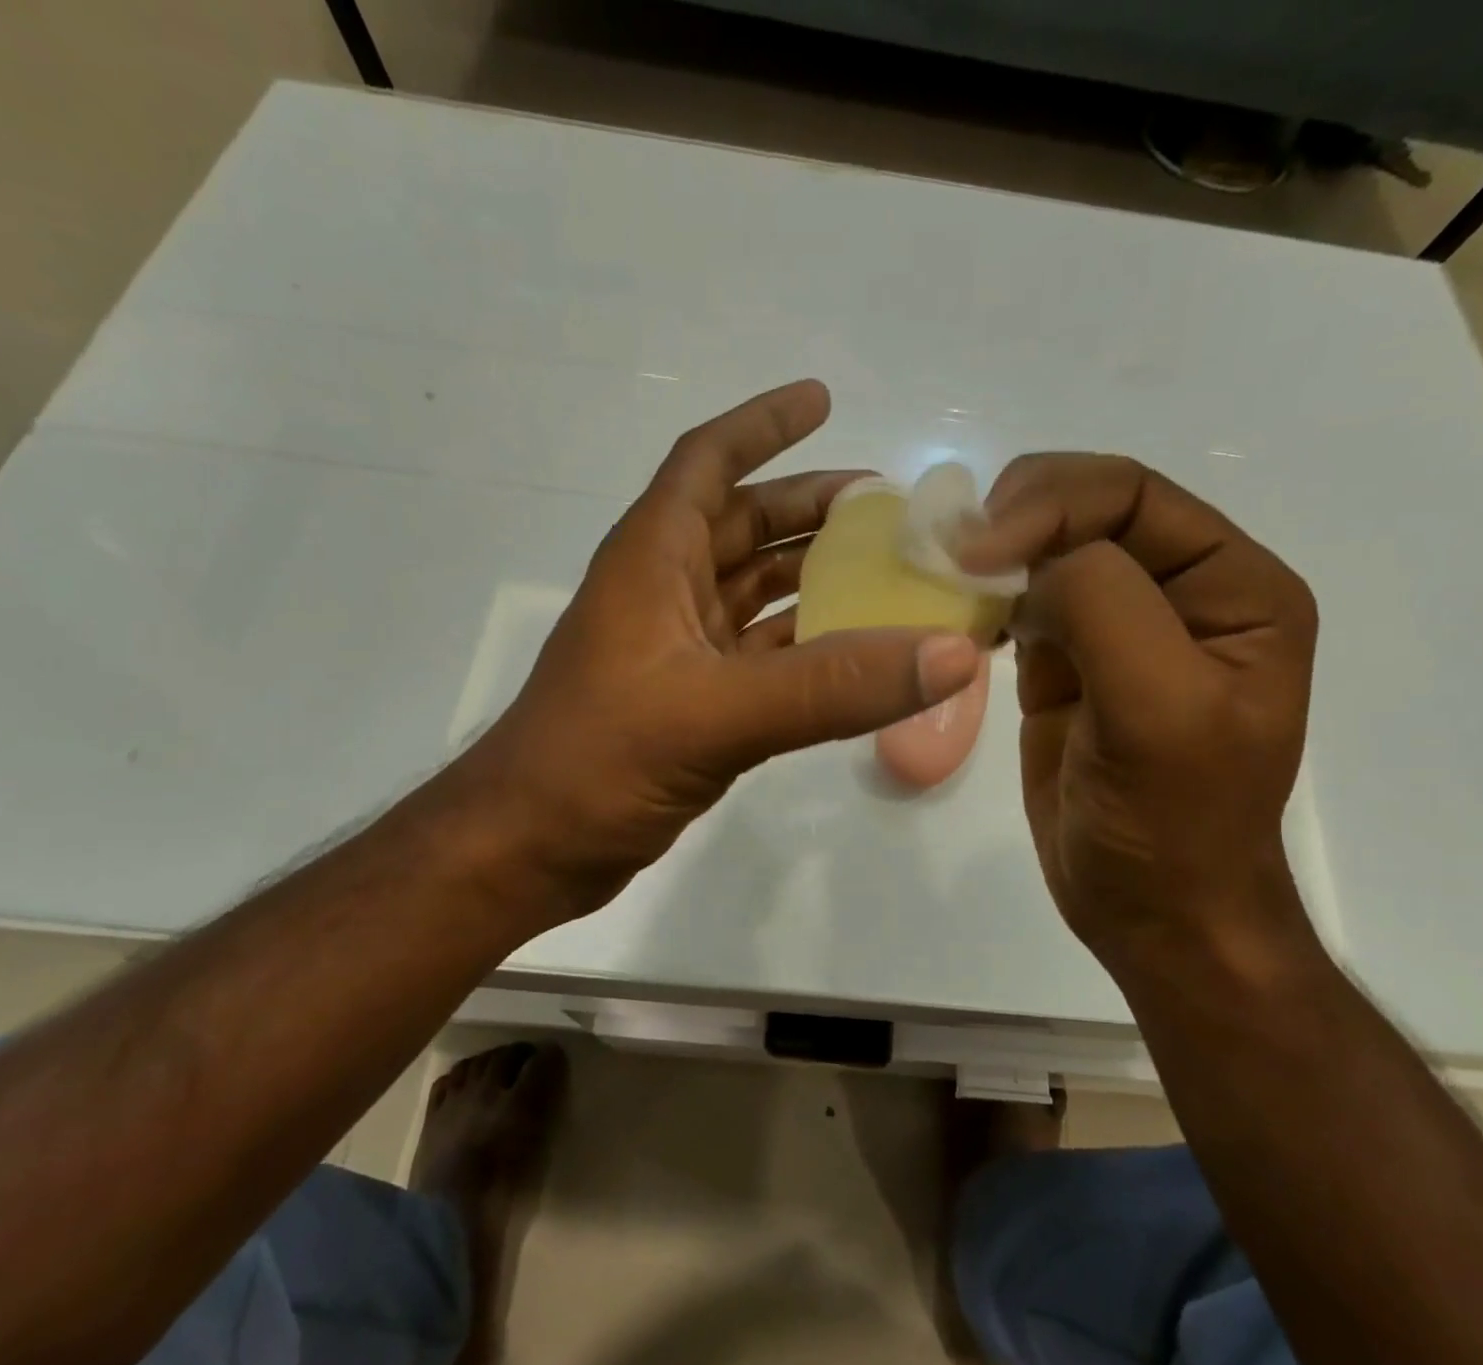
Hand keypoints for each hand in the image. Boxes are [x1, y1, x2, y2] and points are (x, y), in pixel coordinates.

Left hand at [445, 380, 979, 919]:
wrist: (531, 848)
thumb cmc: (598, 760)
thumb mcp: (716, 714)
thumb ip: (833, 686)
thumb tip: (951, 654)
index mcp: (654, 559)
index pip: (708, 462)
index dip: (762, 424)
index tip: (822, 399)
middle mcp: (666, 592)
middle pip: (745, 525)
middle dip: (811, 508)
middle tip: (888, 509)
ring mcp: (679, 652)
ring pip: (757, 594)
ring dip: (814, 578)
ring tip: (887, 573)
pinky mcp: (694, 704)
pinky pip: (763, 657)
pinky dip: (808, 648)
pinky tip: (857, 653)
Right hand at [959, 454, 1317, 963]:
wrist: (1152, 911)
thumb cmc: (1171, 822)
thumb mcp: (1158, 709)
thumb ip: (1104, 606)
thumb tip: (1027, 559)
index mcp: (1233, 586)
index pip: (1134, 495)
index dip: (1052, 502)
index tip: (978, 550)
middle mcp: (1179, 591)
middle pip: (1087, 510)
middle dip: (1016, 519)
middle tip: (948, 554)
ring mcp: (1118, 627)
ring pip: (1046, 551)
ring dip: (993, 555)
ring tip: (944, 579)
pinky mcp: (1067, 664)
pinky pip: (1021, 603)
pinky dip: (985, 599)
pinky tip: (961, 618)